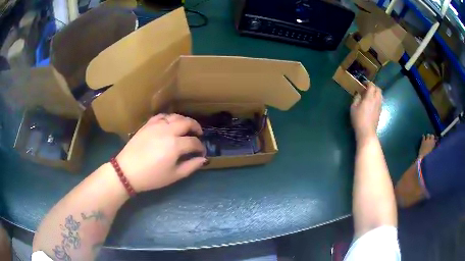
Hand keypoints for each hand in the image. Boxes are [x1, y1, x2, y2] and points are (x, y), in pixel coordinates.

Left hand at [115, 114, 206, 191]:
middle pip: (187, 123)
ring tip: (186, 128)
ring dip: (184, 121)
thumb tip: (203, 159)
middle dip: (196, 127)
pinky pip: (161, 116)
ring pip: (175, 116)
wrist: (127, 171)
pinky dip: (169, 118)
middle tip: (198, 134)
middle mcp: (168, 131)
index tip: (201, 152)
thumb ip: (191, 166)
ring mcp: (156, 126)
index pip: (194, 142)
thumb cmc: (152, 177)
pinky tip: (170, 124)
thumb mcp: (174, 175)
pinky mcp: (147, 125)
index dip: (200, 147)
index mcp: (175, 145)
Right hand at [350, 82, 382, 139]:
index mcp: (370, 97)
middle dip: (373, 87)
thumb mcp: (353, 107)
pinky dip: (376, 99)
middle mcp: (376, 100)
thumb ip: (356, 98)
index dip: (368, 83)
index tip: (363, 84)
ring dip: (376, 93)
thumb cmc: (359, 119)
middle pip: (378, 89)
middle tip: (367, 89)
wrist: (367, 132)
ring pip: (380, 95)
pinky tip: (371, 104)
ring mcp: (379, 106)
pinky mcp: (380, 112)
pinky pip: (380, 101)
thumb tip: (359, 94)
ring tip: (370, 96)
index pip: (372, 86)